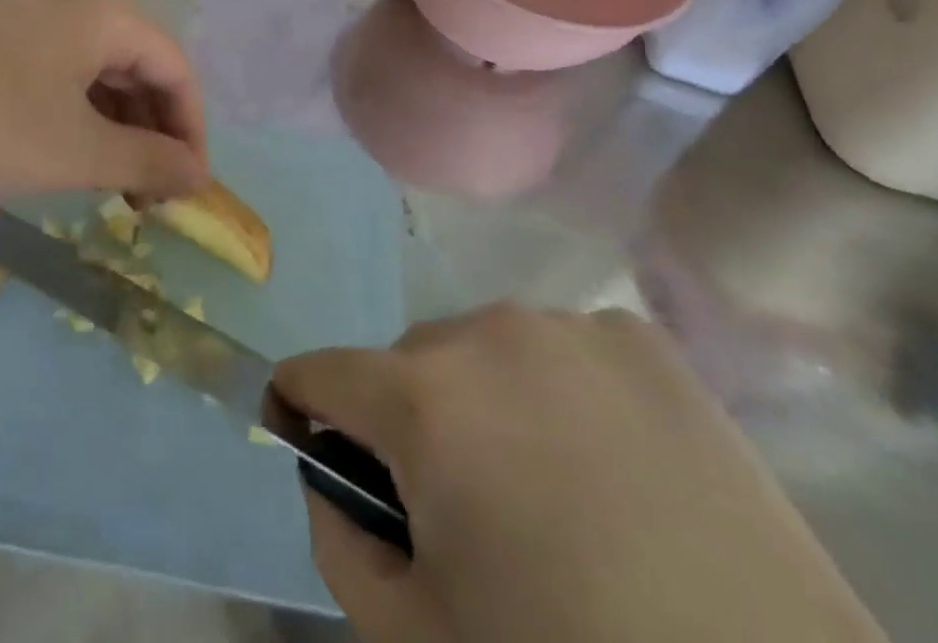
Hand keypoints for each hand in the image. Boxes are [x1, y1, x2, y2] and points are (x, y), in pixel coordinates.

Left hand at [0, 0, 209, 205]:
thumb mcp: (78, 152)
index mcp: (106, 12)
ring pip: (93, 69)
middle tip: (147, 194)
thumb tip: (201, 175)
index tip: (189, 190)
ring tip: (107, 182)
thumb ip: (148, 162)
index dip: (192, 131)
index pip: (176, 69)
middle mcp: (71, 0)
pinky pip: (53, 71)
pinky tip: (59, 152)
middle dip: (151, 131)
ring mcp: (24, 14)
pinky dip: (71, 114)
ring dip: (112, 126)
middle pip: (137, 64)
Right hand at [274, 306, 885, 642]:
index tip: (302, 432)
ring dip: (483, 401)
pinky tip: (611, 464)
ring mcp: (569, 325)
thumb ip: (338, 543)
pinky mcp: (640, 338)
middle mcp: (486, 332)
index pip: (319, 371)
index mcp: (424, 399)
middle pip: (407, 361)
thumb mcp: (418, 639)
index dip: (297, 404)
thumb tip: (326, 471)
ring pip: (482, 350)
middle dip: (405, 419)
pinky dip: (557, 392)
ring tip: (543, 487)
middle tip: (457, 504)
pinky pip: (559, 349)